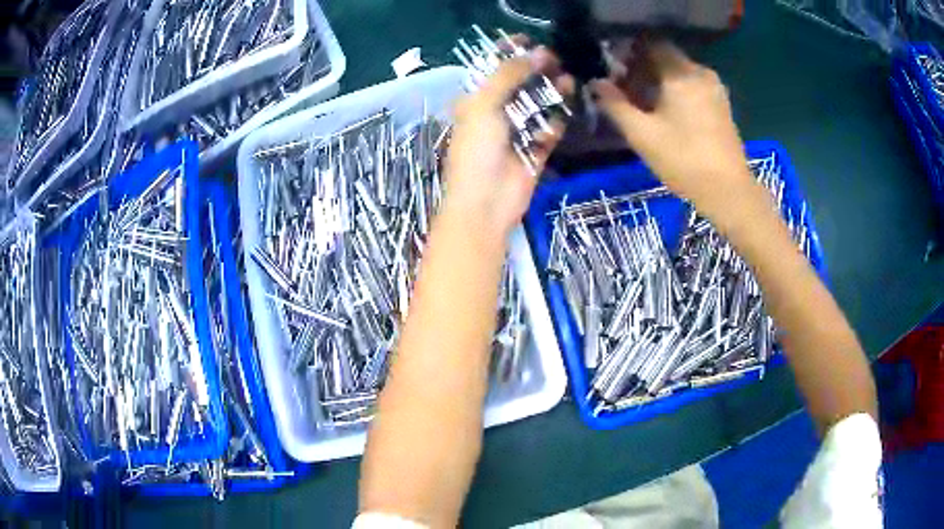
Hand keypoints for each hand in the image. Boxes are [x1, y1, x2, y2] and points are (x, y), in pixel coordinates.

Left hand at [445, 46, 573, 235]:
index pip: (492, 71)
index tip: (530, 41)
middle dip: (535, 71)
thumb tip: (537, 53)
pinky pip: (549, 130)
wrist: (485, 203)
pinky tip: (568, 104)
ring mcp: (515, 134)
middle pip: (518, 86)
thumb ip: (508, 76)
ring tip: (568, 78)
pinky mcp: (534, 152)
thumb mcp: (484, 106)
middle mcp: (494, 115)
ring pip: (536, 106)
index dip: (509, 54)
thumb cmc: (476, 150)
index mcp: (474, 103)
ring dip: (551, 92)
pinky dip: (557, 118)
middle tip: (555, 58)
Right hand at [591, 40, 752, 219]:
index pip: (650, 45)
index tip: (614, 71)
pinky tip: (666, 114)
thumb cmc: (684, 161)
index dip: (629, 53)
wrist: (729, 192)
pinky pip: (692, 86)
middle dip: (642, 70)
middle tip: (624, 92)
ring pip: (679, 73)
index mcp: (681, 74)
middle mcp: (700, 73)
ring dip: (658, 82)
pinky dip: (676, 92)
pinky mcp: (721, 105)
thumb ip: (615, 104)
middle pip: (665, 58)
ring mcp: (714, 89)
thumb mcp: (642, 134)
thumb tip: (596, 84)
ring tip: (643, 106)